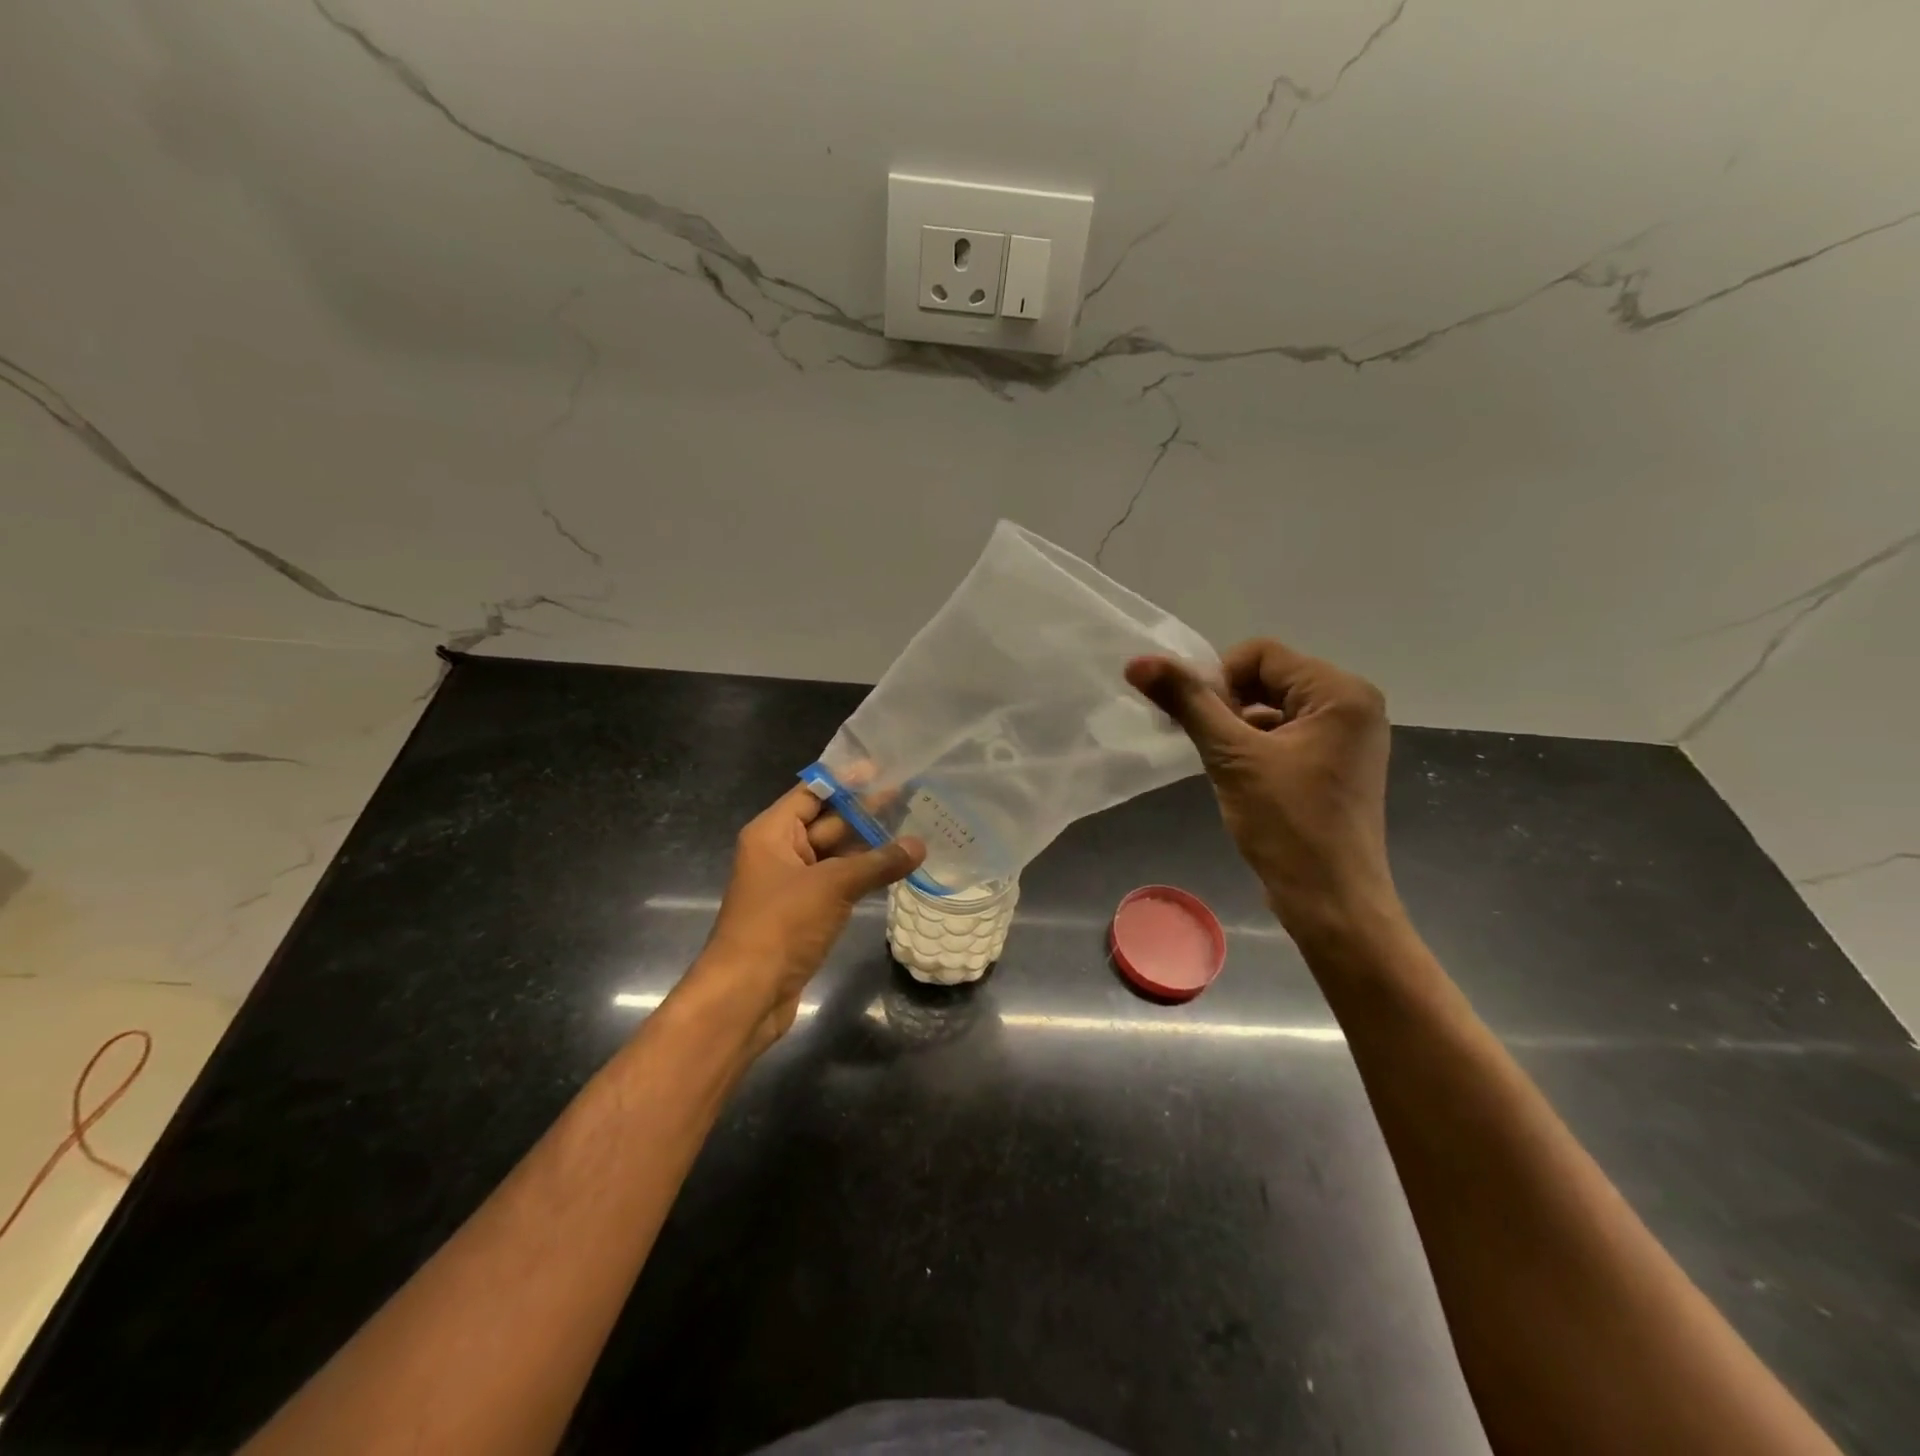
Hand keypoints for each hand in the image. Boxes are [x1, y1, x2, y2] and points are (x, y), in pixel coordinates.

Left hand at [695, 785, 924, 1044]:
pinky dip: (862, 875)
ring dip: (868, 845)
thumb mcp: (831, 886)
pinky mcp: (804, 913)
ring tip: (911, 827)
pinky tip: (894, 868)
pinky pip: (837, 883)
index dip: (845, 780)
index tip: (883, 768)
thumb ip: (877, 863)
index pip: (811, 793)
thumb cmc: (780, 925)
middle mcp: (779, 852)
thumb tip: (920, 845)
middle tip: (908, 796)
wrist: (746, 994)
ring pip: (834, 855)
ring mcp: (792, 885)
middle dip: (864, 811)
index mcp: (772, 833)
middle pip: (825, 822)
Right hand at [1126, 639, 1398, 942]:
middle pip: (1269, 678)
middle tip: (1207, 744)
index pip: (1261, 655)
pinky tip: (1239, 777)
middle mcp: (1353, 705)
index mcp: (1340, 692)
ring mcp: (1348, 737)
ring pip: (1273, 707)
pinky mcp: (1337, 764)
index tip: (1199, 721)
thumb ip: (1187, 703)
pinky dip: (1256, 746)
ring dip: (1238, 727)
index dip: (1219, 679)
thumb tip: (1137, 662)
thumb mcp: (1231, 757)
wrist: (1332, 902)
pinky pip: (1286, 734)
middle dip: (1228, 704)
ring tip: (1222, 764)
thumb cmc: (1287, 825)